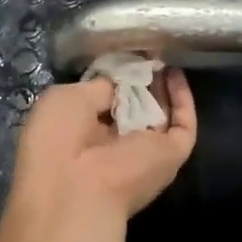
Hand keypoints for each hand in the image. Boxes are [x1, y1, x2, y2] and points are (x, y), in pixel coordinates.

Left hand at [10, 71, 198, 226]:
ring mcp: (144, 152)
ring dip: (164, 87)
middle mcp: (114, 145)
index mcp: (83, 134)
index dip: (115, 80)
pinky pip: (184, 126)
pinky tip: (175, 73)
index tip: (124, 57)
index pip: (105, 103)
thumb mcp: (67, 98)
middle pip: (135, 108)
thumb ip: (97, 87)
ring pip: (161, 116)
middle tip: (149, 53)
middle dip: (142, 81)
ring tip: (164, 56)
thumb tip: (119, 82)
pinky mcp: (171, 156)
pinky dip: (182, 99)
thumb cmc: (57, 138)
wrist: (76, 188)